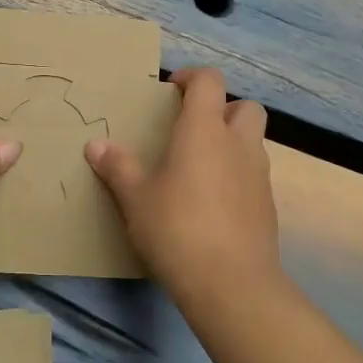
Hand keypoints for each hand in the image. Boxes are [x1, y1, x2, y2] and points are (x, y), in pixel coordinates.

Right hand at [85, 68, 278, 299]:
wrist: (232, 284)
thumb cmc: (177, 229)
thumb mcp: (135, 198)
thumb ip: (117, 167)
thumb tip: (95, 145)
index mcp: (204, 131)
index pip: (209, 81)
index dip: (191, 77)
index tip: (171, 90)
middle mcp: (238, 145)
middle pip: (246, 107)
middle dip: (223, 109)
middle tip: (193, 129)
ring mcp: (259, 176)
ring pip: (253, 142)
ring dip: (231, 144)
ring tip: (198, 169)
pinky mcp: (267, 207)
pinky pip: (254, 177)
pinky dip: (236, 177)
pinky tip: (212, 205)